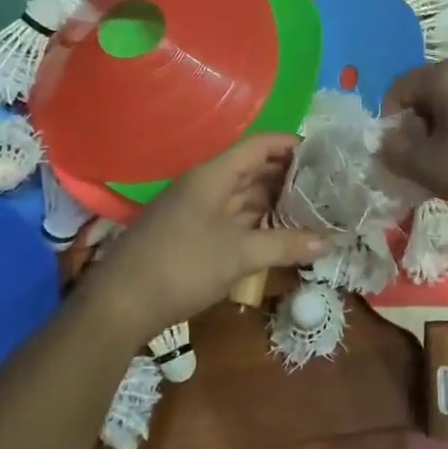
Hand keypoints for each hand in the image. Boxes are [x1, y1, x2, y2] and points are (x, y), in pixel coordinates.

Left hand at [87, 135, 327, 337]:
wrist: (119, 304)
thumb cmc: (182, 266)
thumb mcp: (239, 254)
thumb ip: (285, 245)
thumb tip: (328, 242)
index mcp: (214, 175)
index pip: (259, 145)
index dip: (290, 144)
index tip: (323, 153)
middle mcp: (205, 184)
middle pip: (252, 168)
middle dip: (288, 175)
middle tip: (325, 185)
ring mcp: (196, 209)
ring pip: (243, 194)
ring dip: (274, 200)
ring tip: (311, 207)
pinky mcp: (191, 233)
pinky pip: (232, 216)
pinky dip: (257, 221)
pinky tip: (279, 233)